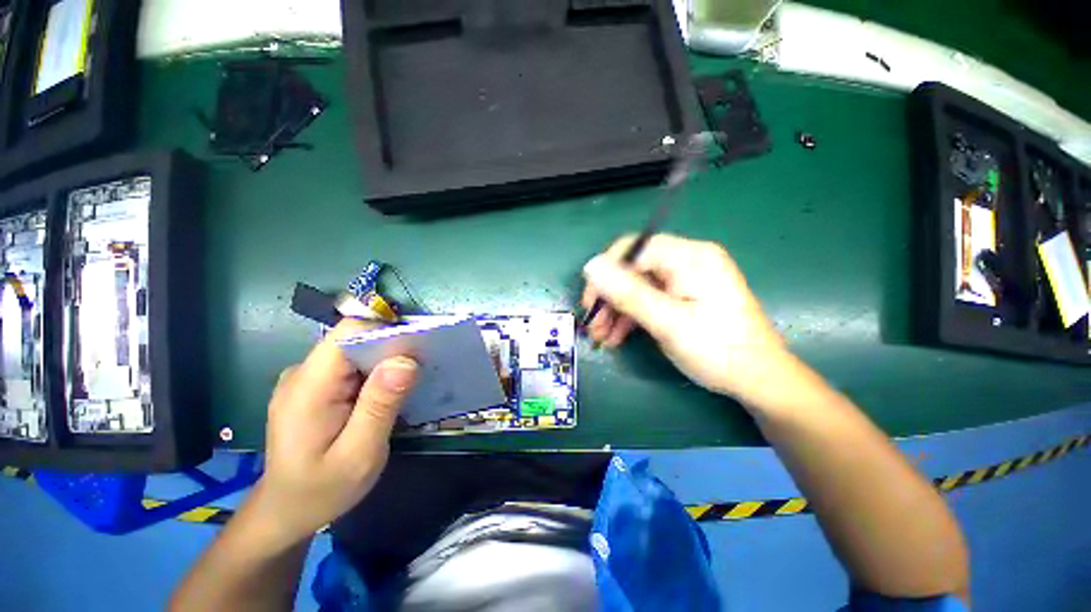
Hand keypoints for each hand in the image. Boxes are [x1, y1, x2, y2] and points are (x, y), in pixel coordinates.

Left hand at [250, 320, 417, 544]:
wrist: (286, 511)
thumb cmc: (322, 490)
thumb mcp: (360, 454)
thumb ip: (381, 405)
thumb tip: (406, 360)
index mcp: (308, 387)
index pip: (349, 333)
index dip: (386, 331)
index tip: (419, 347)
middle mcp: (303, 373)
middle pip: (355, 339)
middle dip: (392, 348)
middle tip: (421, 372)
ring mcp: (307, 378)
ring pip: (356, 350)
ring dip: (386, 362)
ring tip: (408, 385)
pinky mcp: (316, 386)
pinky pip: (352, 365)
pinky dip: (376, 372)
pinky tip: (387, 394)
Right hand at [582, 233, 790, 402]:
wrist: (758, 380)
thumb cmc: (718, 350)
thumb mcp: (669, 323)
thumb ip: (629, 293)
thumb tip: (591, 266)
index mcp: (690, 257)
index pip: (634, 249)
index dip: (606, 272)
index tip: (591, 302)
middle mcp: (687, 261)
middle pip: (633, 269)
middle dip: (609, 297)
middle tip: (593, 325)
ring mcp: (684, 280)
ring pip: (636, 286)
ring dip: (616, 311)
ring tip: (602, 337)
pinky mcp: (682, 296)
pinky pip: (648, 299)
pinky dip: (630, 317)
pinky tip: (617, 336)